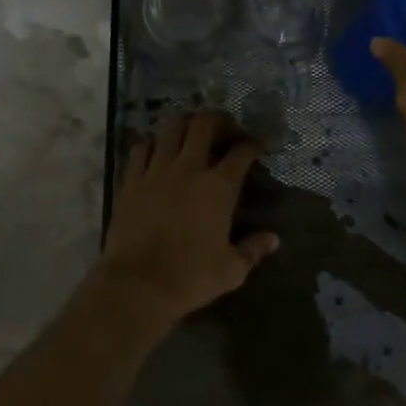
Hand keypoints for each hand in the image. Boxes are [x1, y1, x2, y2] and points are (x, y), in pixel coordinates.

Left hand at [98, 112, 278, 326]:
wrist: (137, 285)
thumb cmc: (190, 277)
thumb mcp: (231, 270)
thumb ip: (253, 250)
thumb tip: (274, 239)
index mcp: (219, 187)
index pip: (241, 152)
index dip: (253, 144)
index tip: (256, 146)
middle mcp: (189, 169)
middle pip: (204, 124)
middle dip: (218, 120)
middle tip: (224, 130)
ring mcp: (156, 171)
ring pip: (170, 127)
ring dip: (184, 124)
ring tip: (190, 133)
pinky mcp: (131, 181)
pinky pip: (140, 148)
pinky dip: (152, 143)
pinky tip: (156, 150)